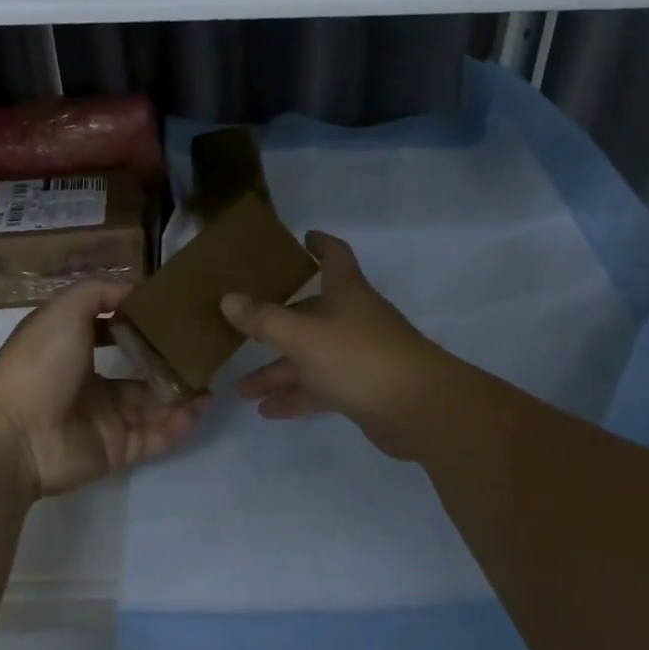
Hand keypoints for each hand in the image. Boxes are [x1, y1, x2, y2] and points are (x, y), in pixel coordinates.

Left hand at [0, 281, 209, 499]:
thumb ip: (99, 293)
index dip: (141, 324)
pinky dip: (175, 426)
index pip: (113, 333)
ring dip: (180, 397)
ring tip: (209, 388)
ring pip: (151, 406)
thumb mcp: (64, 310)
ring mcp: (104, 419)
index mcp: (74, 349)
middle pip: (139, 373)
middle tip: (201, 357)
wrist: (14, 433)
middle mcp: (89, 383)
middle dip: (169, 365)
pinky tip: (197, 411)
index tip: (174, 315)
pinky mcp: (115, 449)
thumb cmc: (39, 364)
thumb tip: (134, 291)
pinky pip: (152, 437)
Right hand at [221, 231, 445, 438]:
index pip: (334, 256)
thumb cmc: (358, 357)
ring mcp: (359, 355)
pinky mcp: (362, 389)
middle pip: (310, 314)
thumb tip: (228, 299)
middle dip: (275, 326)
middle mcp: (353, 319)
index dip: (319, 244)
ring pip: (311, 357)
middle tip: (242, 332)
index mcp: (346, 293)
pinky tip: (268, 411)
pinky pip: (321, 388)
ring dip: (279, 372)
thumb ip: (263, 320)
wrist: (420, 409)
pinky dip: (297, 396)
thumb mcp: (302, 336)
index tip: (303, 238)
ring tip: (242, 390)